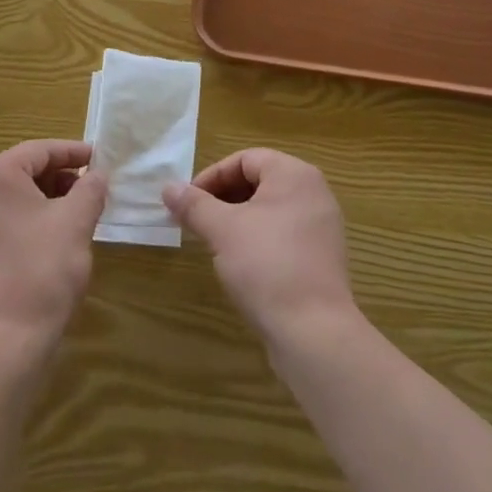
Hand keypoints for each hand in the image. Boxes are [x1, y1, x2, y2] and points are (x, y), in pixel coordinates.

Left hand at [0, 139, 107, 359]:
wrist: (2, 343)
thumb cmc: (42, 269)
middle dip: (58, 178)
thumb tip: (97, 176)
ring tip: (73, 217)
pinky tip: (47, 244)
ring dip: (42, 202)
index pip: (39, 151)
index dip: (73, 152)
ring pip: (9, 201)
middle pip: (21, 173)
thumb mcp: (77, 221)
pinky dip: (24, 224)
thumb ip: (90, 188)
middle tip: (89, 190)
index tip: (99, 159)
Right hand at [163, 149, 356, 347]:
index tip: (188, 202)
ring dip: (238, 219)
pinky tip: (241, 264)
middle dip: (223, 198)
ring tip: (214, 242)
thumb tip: (169, 188)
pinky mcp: (322, 257)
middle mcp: (314, 192)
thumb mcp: (222, 230)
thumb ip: (194, 205)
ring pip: (270, 209)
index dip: (212, 176)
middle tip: (197, 221)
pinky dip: (258, 239)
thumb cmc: (266, 265)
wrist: (314, 332)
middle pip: (258, 181)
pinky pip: (284, 234)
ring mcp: (322, 226)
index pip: (245, 159)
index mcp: (294, 174)